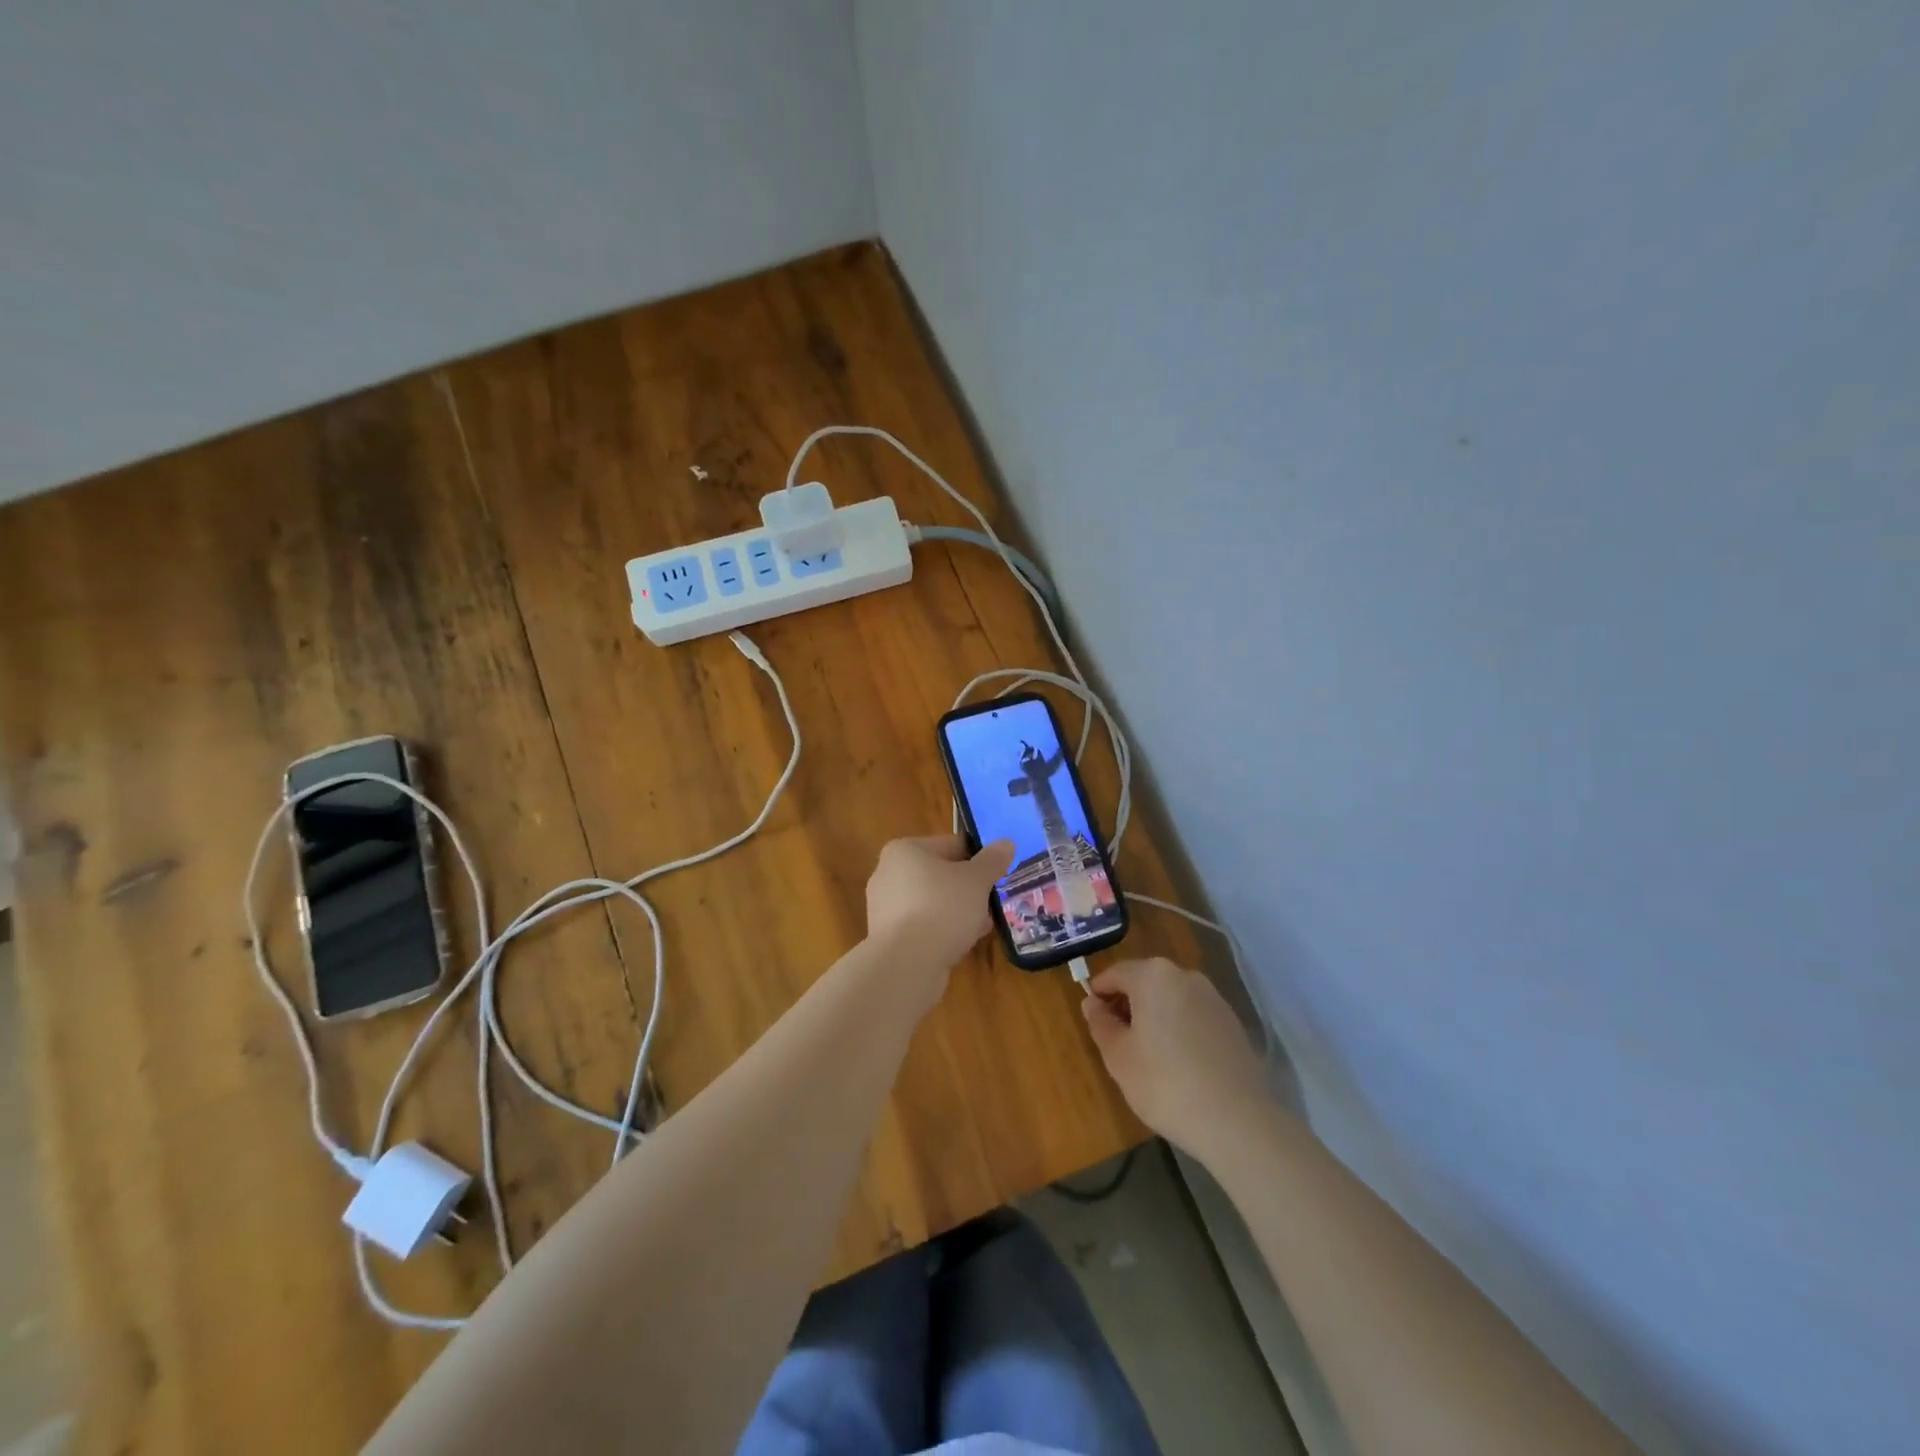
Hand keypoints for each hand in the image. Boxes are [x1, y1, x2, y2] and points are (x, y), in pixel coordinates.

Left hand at [865, 834, 1015, 990]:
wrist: (907, 964)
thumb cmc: (942, 908)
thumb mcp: (976, 880)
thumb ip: (992, 860)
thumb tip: (1006, 843)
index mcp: (905, 850)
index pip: (950, 845)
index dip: (978, 858)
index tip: (997, 875)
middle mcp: (888, 874)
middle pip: (940, 875)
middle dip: (968, 889)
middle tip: (991, 902)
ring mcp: (884, 908)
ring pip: (932, 902)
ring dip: (957, 912)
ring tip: (982, 925)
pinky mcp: (887, 938)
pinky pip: (922, 926)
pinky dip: (941, 931)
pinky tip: (962, 943)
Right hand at [1082, 958, 1270, 1153]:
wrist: (1236, 1120)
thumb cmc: (1165, 1083)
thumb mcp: (1118, 1056)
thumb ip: (1100, 1023)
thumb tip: (1092, 1003)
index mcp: (1153, 975)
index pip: (1115, 974)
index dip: (1099, 994)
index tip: (1093, 1020)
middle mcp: (1185, 976)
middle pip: (1145, 981)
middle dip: (1127, 1004)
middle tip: (1116, 1040)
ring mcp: (1213, 998)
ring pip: (1171, 998)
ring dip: (1154, 1016)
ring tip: (1147, 1055)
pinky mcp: (1232, 1022)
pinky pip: (1193, 1015)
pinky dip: (1179, 1028)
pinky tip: (1178, 1062)